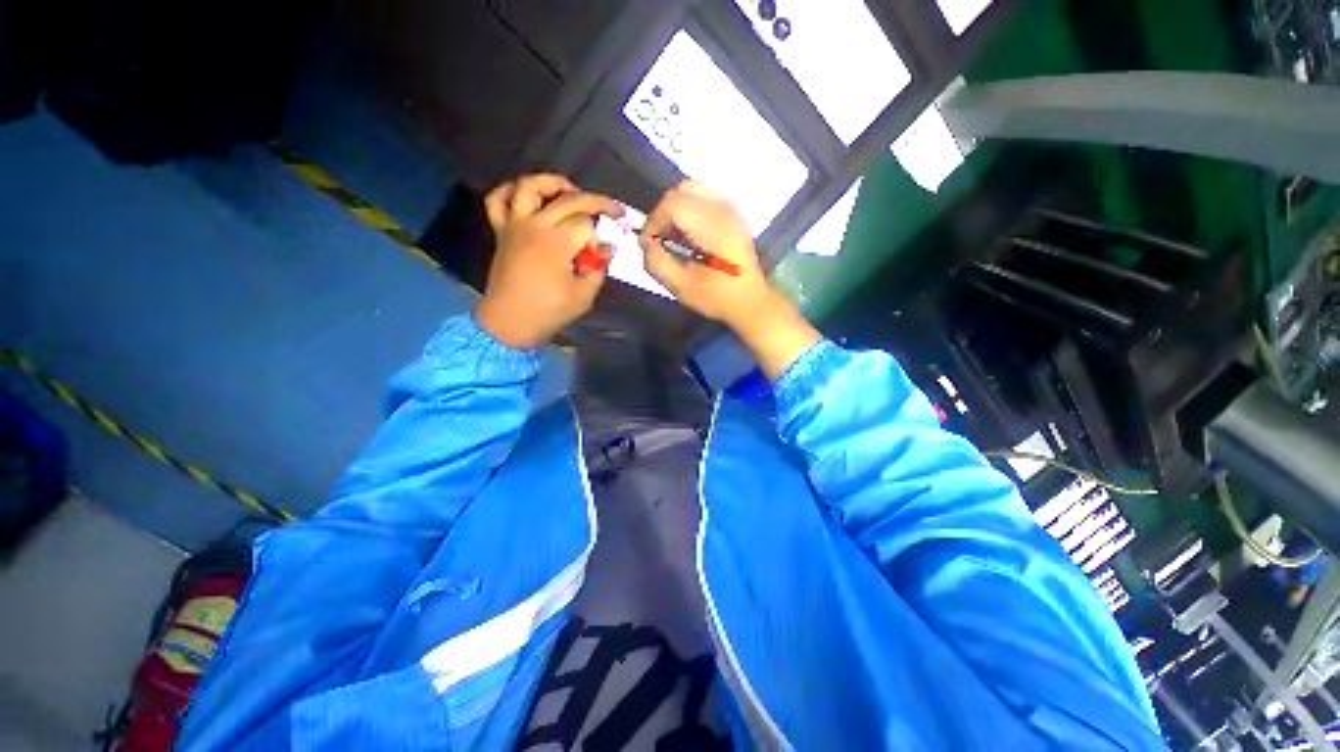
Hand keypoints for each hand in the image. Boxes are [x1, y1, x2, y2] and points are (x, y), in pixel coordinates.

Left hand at [476, 174, 623, 348]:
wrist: (509, 323)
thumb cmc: (548, 312)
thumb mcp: (583, 296)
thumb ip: (598, 268)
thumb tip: (604, 249)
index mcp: (556, 243)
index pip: (587, 224)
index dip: (599, 236)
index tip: (601, 254)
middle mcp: (535, 226)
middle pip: (569, 198)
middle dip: (596, 201)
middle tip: (612, 210)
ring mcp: (515, 225)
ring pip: (529, 186)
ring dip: (552, 182)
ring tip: (570, 191)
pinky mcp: (501, 231)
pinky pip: (497, 200)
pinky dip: (510, 191)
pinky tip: (527, 196)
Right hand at [640, 181, 819, 379]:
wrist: (752, 301)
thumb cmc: (718, 298)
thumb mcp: (682, 288)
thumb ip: (658, 263)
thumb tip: (646, 243)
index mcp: (713, 228)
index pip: (673, 204)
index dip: (654, 221)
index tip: (649, 244)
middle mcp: (723, 210)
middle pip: (681, 190)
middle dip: (663, 212)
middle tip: (659, 238)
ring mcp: (731, 208)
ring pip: (693, 188)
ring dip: (675, 208)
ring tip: (673, 234)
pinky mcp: (733, 213)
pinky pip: (704, 195)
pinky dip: (689, 206)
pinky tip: (688, 232)